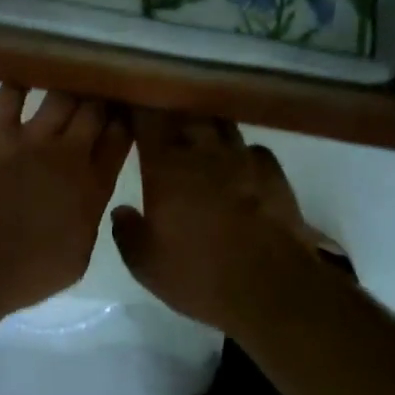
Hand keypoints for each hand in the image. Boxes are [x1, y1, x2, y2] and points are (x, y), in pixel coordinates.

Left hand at [0, 85, 132, 309]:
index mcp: (94, 186)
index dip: (126, 122)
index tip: (127, 112)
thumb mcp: (79, 256)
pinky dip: (18, 84)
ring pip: (61, 96)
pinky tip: (25, 76)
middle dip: (101, 97)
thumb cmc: (30, 270)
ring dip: (69, 86)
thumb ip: (88, 219)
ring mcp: (32, 139)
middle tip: (101, 90)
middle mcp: (69, 154)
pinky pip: (9, 97)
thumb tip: (87, 202)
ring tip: (72, 78)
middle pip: (95, 110)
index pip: (120, 139)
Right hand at [110, 111, 326, 332]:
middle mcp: (203, 152)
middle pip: (186, 112)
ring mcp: (242, 159)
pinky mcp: (274, 174)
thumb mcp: (146, 264)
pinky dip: (241, 152)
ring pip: (220, 124)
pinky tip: (238, 165)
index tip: (129, 105)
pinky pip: (253, 149)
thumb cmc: (199, 274)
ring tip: (198, 134)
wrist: (272, 288)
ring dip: (206, 125)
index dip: (138, 107)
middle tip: (161, 117)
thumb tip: (121, 210)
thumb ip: (127, 232)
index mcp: (165, 167)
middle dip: (171, 110)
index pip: (147, 119)